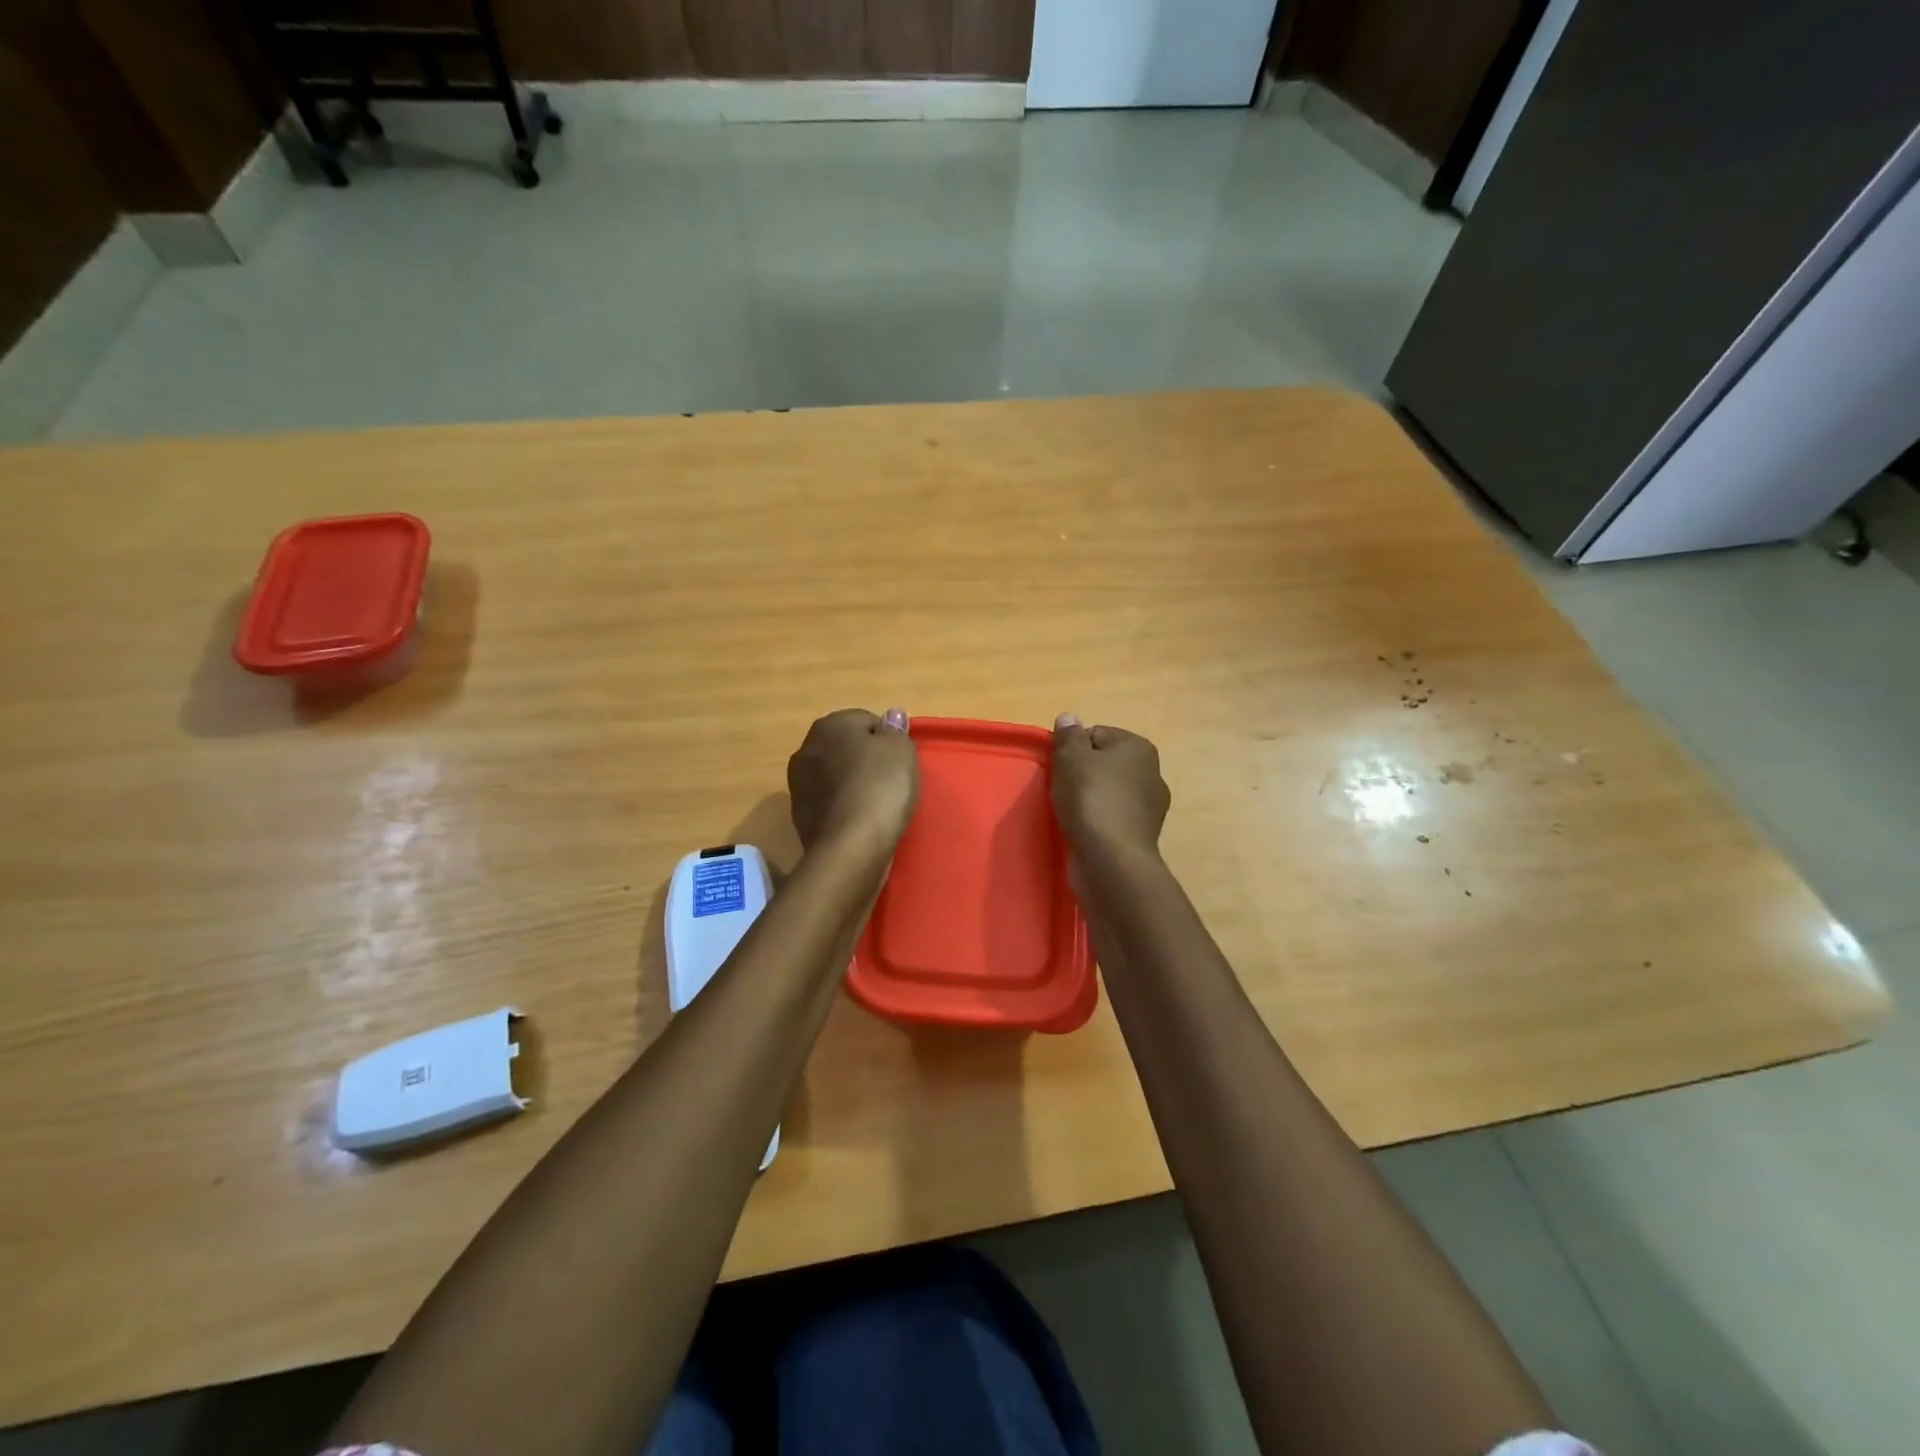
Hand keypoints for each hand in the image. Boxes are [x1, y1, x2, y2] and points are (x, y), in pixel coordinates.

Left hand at [788, 708, 918, 854]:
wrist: (851, 846)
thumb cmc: (880, 787)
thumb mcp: (901, 749)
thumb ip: (895, 729)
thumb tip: (891, 715)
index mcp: (830, 724)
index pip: (866, 721)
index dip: (887, 741)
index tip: (900, 763)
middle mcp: (806, 748)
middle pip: (845, 748)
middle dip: (865, 761)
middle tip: (890, 782)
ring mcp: (798, 784)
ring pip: (834, 775)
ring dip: (851, 784)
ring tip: (875, 805)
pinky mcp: (799, 816)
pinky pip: (829, 803)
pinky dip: (842, 808)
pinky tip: (859, 822)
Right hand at [1051, 714, 1169, 857]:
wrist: (1111, 858)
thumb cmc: (1091, 798)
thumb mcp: (1071, 758)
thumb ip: (1069, 736)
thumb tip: (1068, 717)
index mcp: (1140, 748)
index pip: (1097, 734)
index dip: (1073, 749)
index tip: (1060, 768)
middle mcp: (1153, 773)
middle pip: (1105, 764)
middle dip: (1082, 774)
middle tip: (1062, 789)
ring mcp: (1150, 807)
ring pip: (1109, 792)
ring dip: (1089, 800)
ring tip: (1071, 813)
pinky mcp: (1141, 835)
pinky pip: (1112, 818)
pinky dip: (1097, 822)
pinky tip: (1083, 831)